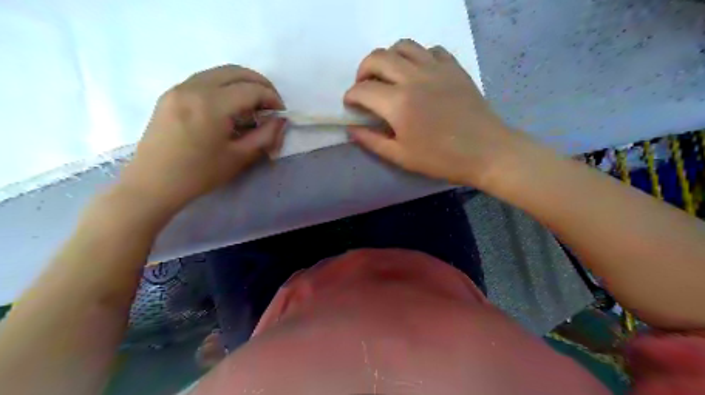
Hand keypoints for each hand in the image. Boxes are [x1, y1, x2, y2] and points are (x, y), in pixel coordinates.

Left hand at [121, 66, 284, 210]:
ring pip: (219, 73)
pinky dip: (224, 86)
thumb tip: (280, 121)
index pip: (251, 89)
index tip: (281, 113)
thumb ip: (265, 136)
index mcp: (211, 105)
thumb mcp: (239, 157)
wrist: (153, 183)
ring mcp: (179, 88)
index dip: (272, 98)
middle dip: (260, 84)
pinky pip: (204, 79)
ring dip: (242, 83)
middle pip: (235, 72)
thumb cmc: (199, 174)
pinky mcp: (171, 95)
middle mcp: (193, 88)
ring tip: (254, 105)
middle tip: (271, 103)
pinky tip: (230, 106)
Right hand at [342, 40, 522, 187]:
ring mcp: (436, 68)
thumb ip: (372, 141)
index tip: (350, 105)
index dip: (351, 96)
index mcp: (398, 103)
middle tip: (364, 87)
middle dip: (363, 71)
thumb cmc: (441, 159)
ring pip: (403, 46)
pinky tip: (418, 73)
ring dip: (388, 58)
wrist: (486, 151)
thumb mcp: (401, 157)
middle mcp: (413, 77)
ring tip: (388, 76)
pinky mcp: (453, 67)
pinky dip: (417, 57)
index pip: (363, 90)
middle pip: (378, 58)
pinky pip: (430, 49)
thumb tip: (352, 129)